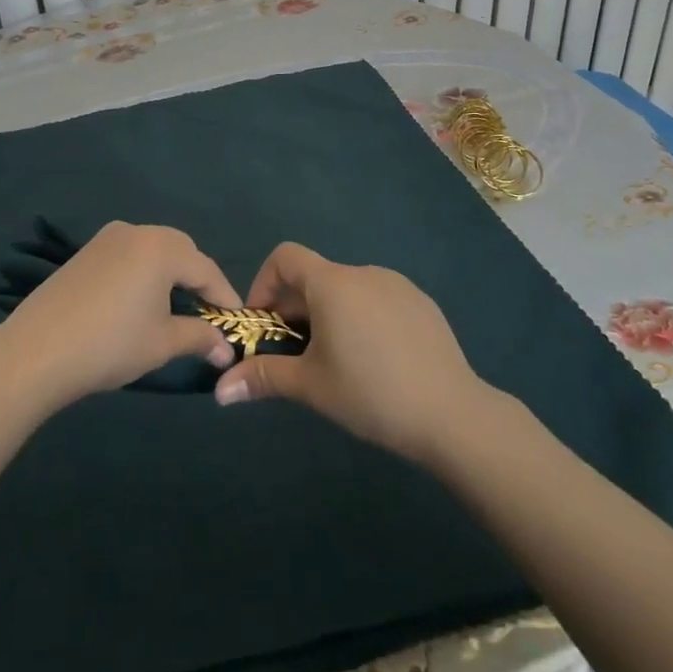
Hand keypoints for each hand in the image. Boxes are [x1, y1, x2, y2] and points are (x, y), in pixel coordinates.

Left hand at [0, 222, 240, 411]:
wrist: (36, 351)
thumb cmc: (110, 344)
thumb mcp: (162, 343)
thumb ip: (200, 338)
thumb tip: (226, 350)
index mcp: (161, 248)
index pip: (206, 269)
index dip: (225, 297)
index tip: (238, 323)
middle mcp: (136, 232)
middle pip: (180, 251)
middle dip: (198, 280)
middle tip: (208, 313)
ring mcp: (106, 239)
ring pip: (153, 250)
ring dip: (170, 274)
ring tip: (176, 308)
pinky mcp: (85, 252)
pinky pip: (128, 255)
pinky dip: (143, 273)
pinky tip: (139, 302)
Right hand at [212, 242, 489, 463]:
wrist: (453, 414)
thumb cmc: (372, 394)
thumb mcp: (312, 386)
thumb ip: (263, 378)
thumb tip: (219, 391)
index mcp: (332, 283)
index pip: (285, 256)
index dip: (264, 283)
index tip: (264, 323)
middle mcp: (363, 272)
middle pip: (315, 276)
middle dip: (295, 308)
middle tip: (294, 352)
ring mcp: (397, 285)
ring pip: (347, 289)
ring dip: (328, 313)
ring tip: (335, 359)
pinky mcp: (421, 303)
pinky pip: (377, 299)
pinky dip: (362, 317)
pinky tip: (375, 360)